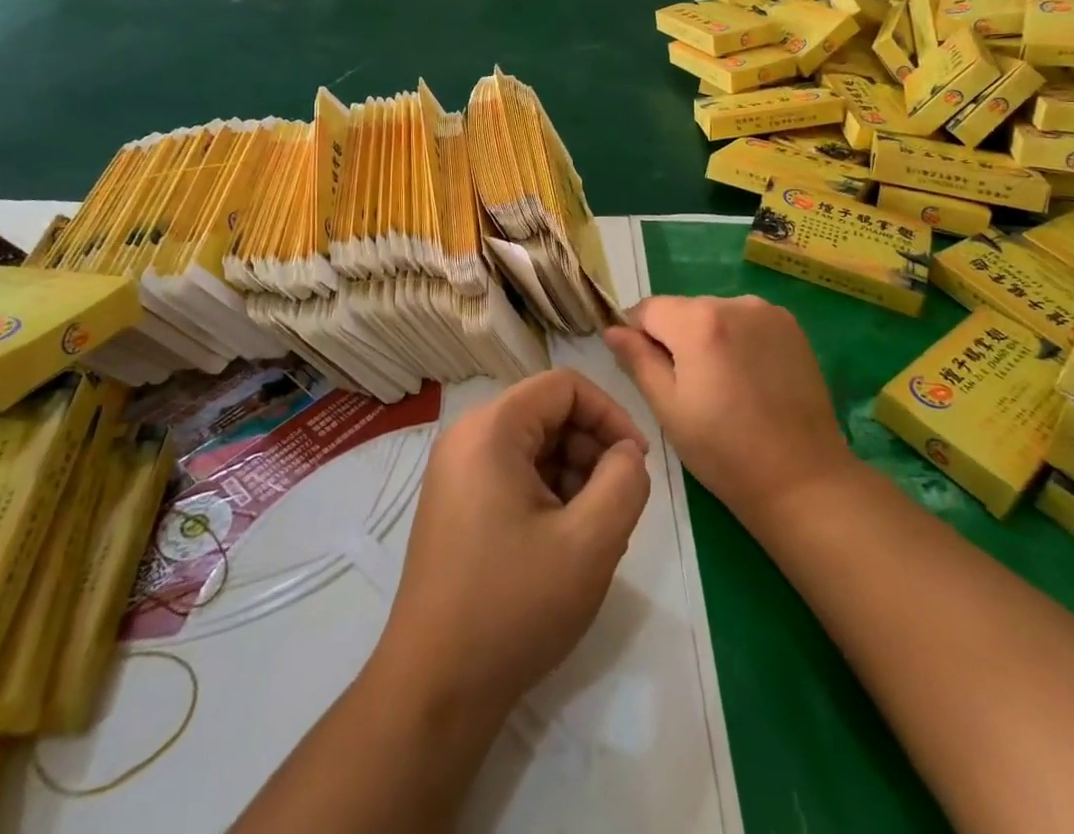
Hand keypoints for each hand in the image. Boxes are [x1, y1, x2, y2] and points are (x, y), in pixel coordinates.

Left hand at [372, 368, 651, 724]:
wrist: (435, 688)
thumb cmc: (514, 606)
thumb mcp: (590, 543)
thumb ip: (625, 482)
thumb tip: (628, 453)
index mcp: (491, 429)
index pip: (564, 386)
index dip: (610, 415)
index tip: (638, 463)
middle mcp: (466, 437)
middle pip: (547, 414)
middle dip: (591, 450)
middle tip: (615, 506)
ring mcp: (455, 471)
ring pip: (532, 446)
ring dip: (572, 476)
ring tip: (590, 533)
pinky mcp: (454, 503)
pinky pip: (512, 474)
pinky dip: (546, 495)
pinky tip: (561, 545)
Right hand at [605, 295, 855, 528]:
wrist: (803, 480)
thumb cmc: (724, 451)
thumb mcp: (668, 408)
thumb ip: (637, 360)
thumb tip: (612, 329)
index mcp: (698, 321)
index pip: (647, 309)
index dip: (637, 335)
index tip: (645, 369)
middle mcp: (733, 303)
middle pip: (683, 309)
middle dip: (674, 337)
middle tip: (686, 387)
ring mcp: (767, 312)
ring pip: (715, 314)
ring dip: (707, 337)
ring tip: (721, 386)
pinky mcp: (791, 326)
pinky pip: (746, 321)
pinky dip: (737, 340)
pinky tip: (747, 378)